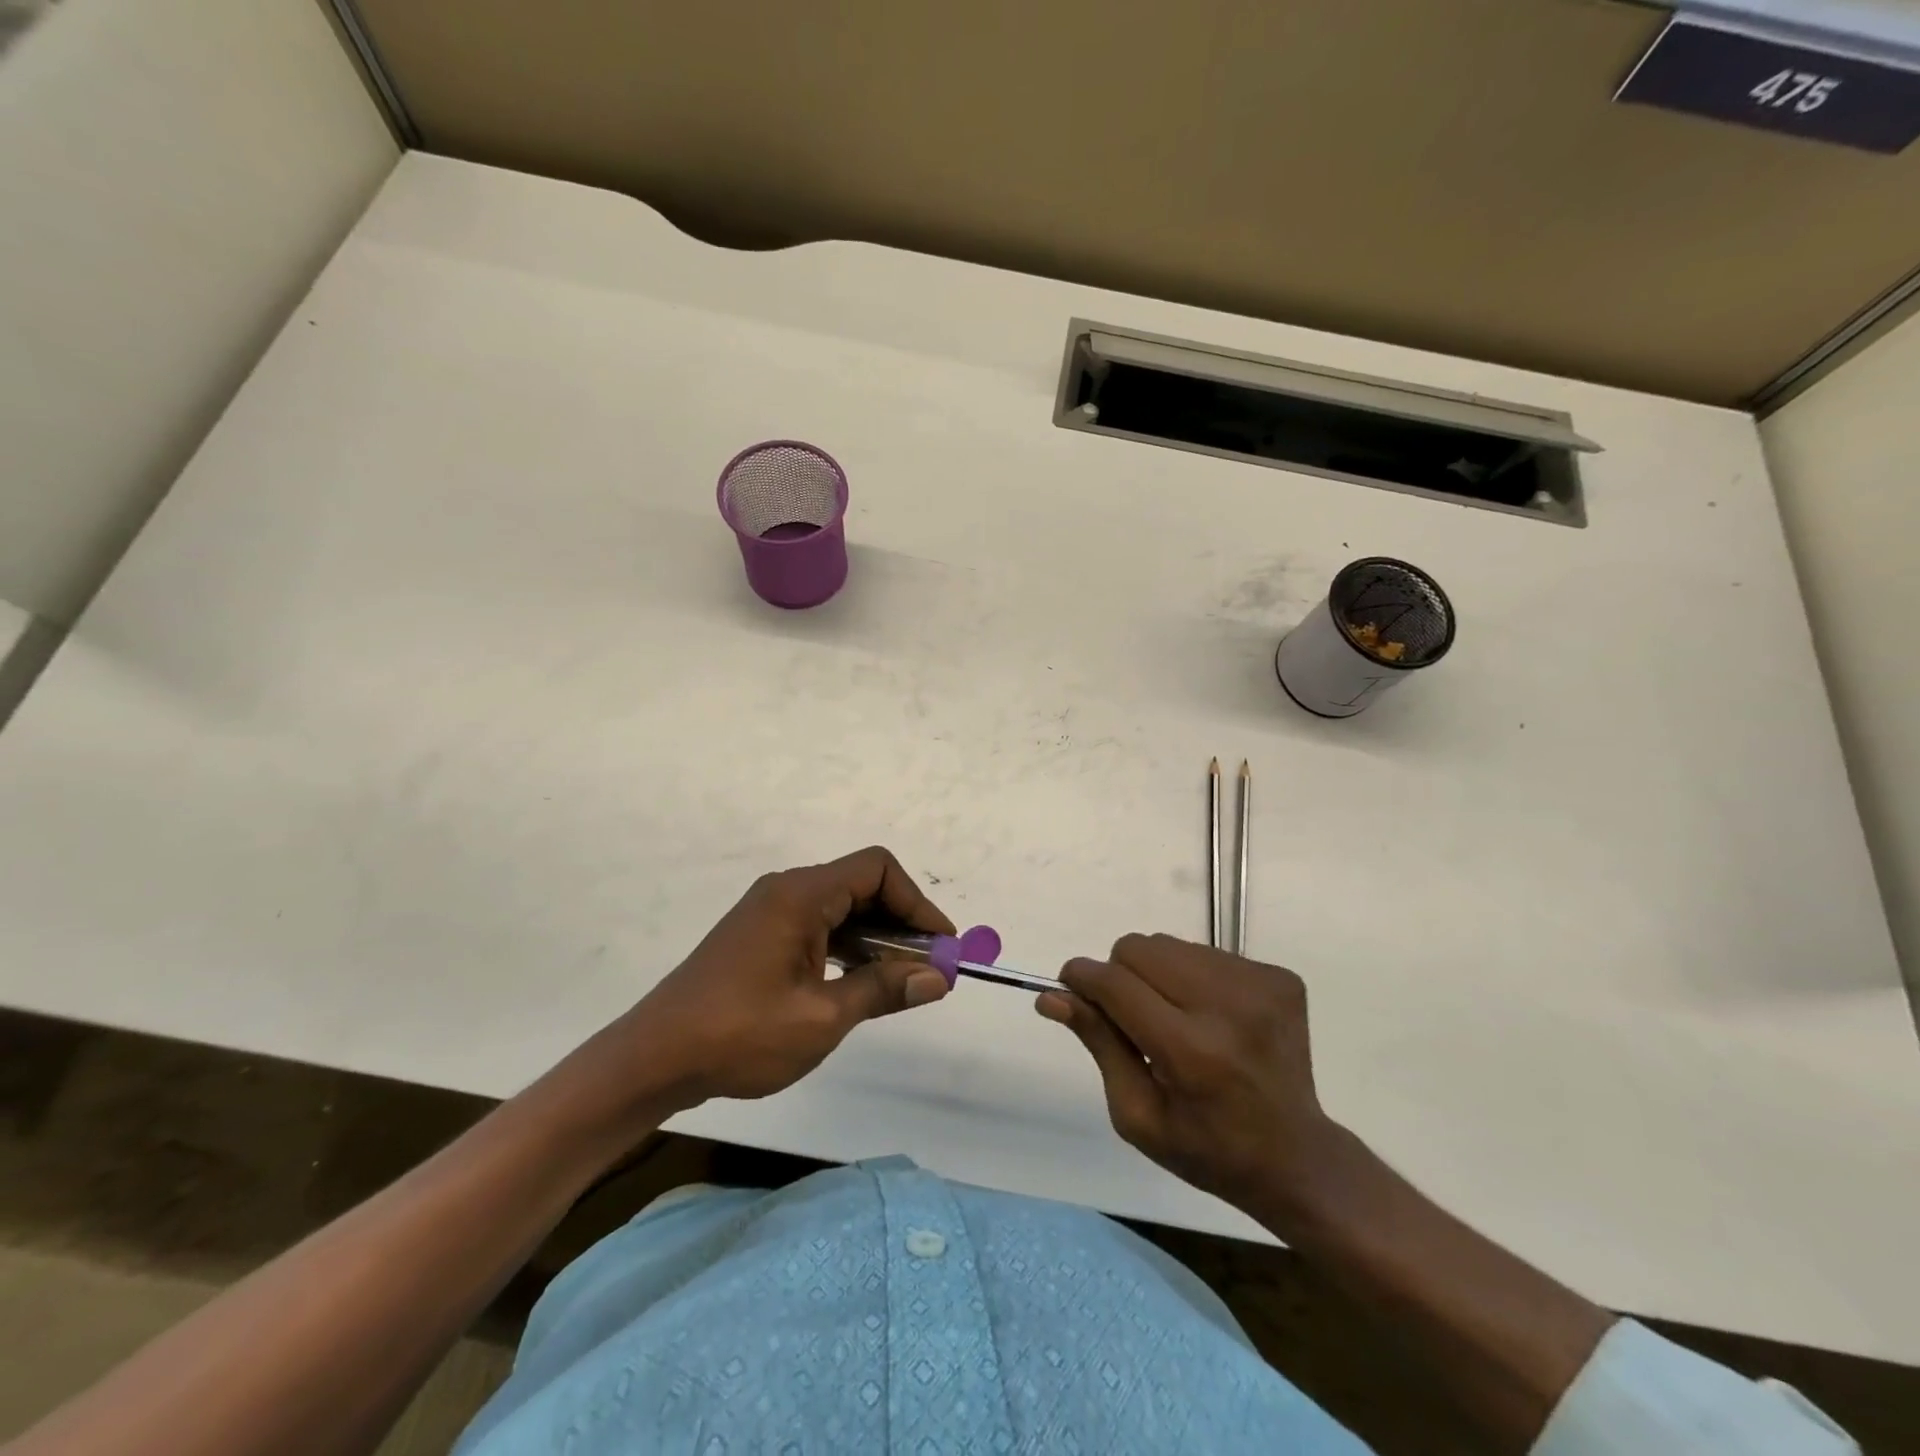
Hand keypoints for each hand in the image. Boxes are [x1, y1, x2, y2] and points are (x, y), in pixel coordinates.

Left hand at [621, 847, 954, 1105]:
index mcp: (801, 894)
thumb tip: (938, 978)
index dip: (917, 903)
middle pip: (861, 886)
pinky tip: (859, 983)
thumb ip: (882, 990)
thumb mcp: (821, 1018)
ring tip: (901, 982)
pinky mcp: (760, 937)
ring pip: (841, 908)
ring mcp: (770, 913)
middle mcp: (786, 890)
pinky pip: (819, 926)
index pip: (877, 870)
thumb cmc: (739, 1034)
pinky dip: (848, 947)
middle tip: (928, 969)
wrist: (653, 1059)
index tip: (941, 946)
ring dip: (876, 938)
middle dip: (901, 923)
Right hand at [1037, 934, 1332, 1218]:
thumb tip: (1051, 996)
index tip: (1069, 986)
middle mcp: (1229, 1008)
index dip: (1082, 978)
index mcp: (1192, 1052)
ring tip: (1175, 1018)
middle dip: (1120, 974)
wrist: (1297, 1157)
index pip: (1116, 984)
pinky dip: (1193, 977)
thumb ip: (1098, 1043)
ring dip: (1157, 973)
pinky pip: (1206, 953)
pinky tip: (1210, 1017)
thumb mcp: (1137, 1113)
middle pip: (1139, 949)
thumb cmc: (1206, 1148)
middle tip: (1132, 1016)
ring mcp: (1261, 987)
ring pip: (1171, 945)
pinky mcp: (1280, 978)